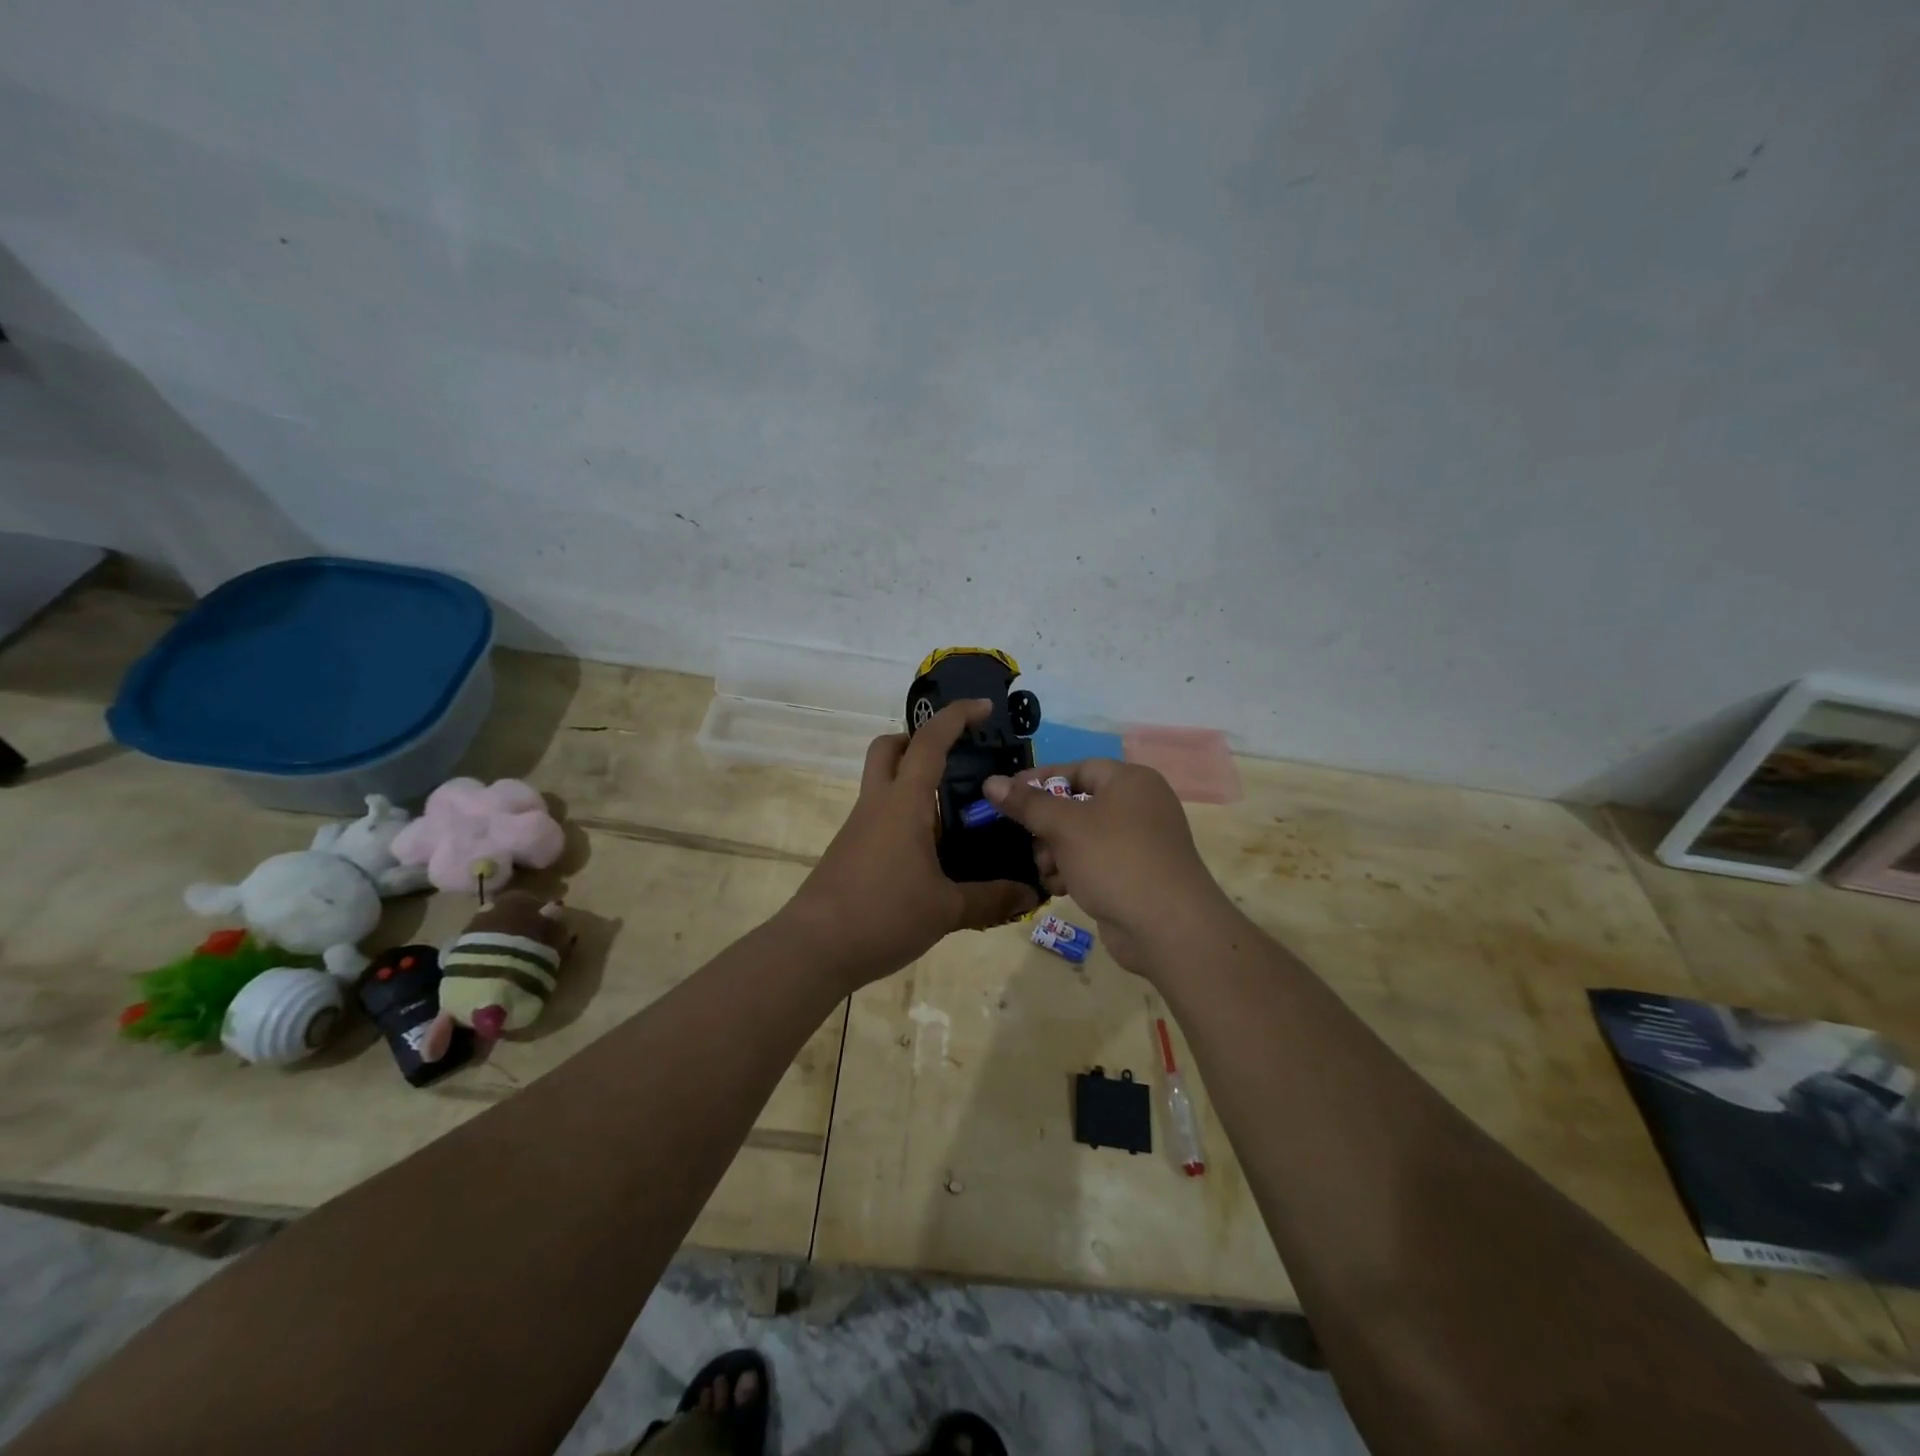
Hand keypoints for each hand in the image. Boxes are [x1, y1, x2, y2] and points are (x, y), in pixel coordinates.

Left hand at [784, 700, 1039, 988]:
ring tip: (955, 814)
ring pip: (883, 783)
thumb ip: (990, 899)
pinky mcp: (851, 851)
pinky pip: (880, 816)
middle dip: (918, 740)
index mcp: (903, 804)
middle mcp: (877, 805)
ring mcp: (859, 827)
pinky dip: (906, 816)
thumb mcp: (945, 910)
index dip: (956, 717)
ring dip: (914, 782)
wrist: (813, 949)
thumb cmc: (882, 915)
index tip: (983, 707)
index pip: (929, 743)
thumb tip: (1030, 894)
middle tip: (954, 759)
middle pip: (889, 749)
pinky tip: (931, 852)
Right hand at [982, 759, 1229, 976]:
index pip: (1076, 769)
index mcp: (1130, 781)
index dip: (1039, 781)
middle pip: (1077, 805)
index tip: (1005, 796)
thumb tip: (991, 781)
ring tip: (1047, 872)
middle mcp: (1139, 806)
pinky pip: (1096, 863)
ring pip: (1083, 838)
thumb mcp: (1065, 827)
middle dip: (1047, 827)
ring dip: (1056, 854)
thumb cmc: (1116, 861)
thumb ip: (1027, 803)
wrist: (1169, 928)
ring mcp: (1141, 843)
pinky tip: (1060, 889)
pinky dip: (1075, 872)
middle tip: (1028, 842)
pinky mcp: (1137, 875)